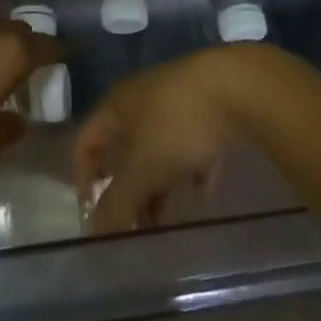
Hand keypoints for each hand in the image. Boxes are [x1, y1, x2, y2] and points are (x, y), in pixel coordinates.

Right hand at [74, 47, 268, 233]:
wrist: (237, 87)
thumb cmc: (177, 125)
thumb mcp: (143, 170)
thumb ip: (117, 203)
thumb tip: (95, 232)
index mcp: (116, 106)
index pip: (85, 142)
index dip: (83, 177)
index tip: (93, 215)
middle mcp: (140, 99)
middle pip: (124, 150)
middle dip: (127, 191)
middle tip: (135, 228)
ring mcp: (176, 100)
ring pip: (158, 148)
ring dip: (159, 184)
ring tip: (168, 218)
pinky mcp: (209, 106)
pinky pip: (192, 142)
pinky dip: (193, 168)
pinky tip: (205, 189)